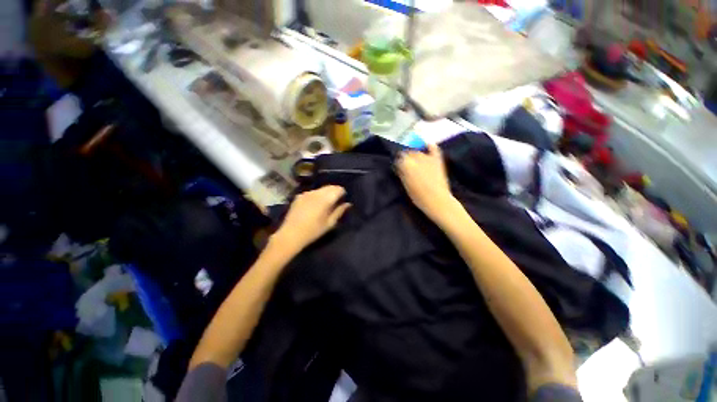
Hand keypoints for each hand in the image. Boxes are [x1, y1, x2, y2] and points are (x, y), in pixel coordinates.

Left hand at [273, 185, 350, 253]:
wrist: (291, 234)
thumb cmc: (313, 231)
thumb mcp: (330, 223)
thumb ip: (339, 211)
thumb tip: (348, 204)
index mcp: (325, 199)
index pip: (338, 189)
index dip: (342, 194)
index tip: (342, 201)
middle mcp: (316, 193)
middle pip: (330, 186)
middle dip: (334, 192)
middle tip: (335, 203)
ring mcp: (306, 193)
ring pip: (321, 189)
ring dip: (325, 193)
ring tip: (324, 205)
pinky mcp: (299, 196)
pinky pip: (312, 192)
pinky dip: (316, 195)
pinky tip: (313, 206)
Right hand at [396, 143, 457, 223]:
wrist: (438, 200)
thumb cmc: (419, 197)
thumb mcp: (406, 186)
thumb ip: (402, 174)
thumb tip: (399, 166)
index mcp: (407, 165)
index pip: (399, 159)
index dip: (398, 163)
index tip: (398, 168)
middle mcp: (416, 158)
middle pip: (408, 153)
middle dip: (406, 158)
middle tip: (406, 166)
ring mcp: (427, 158)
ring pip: (418, 152)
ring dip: (415, 155)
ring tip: (415, 162)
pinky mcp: (437, 160)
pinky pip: (433, 149)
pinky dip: (430, 146)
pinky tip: (427, 145)